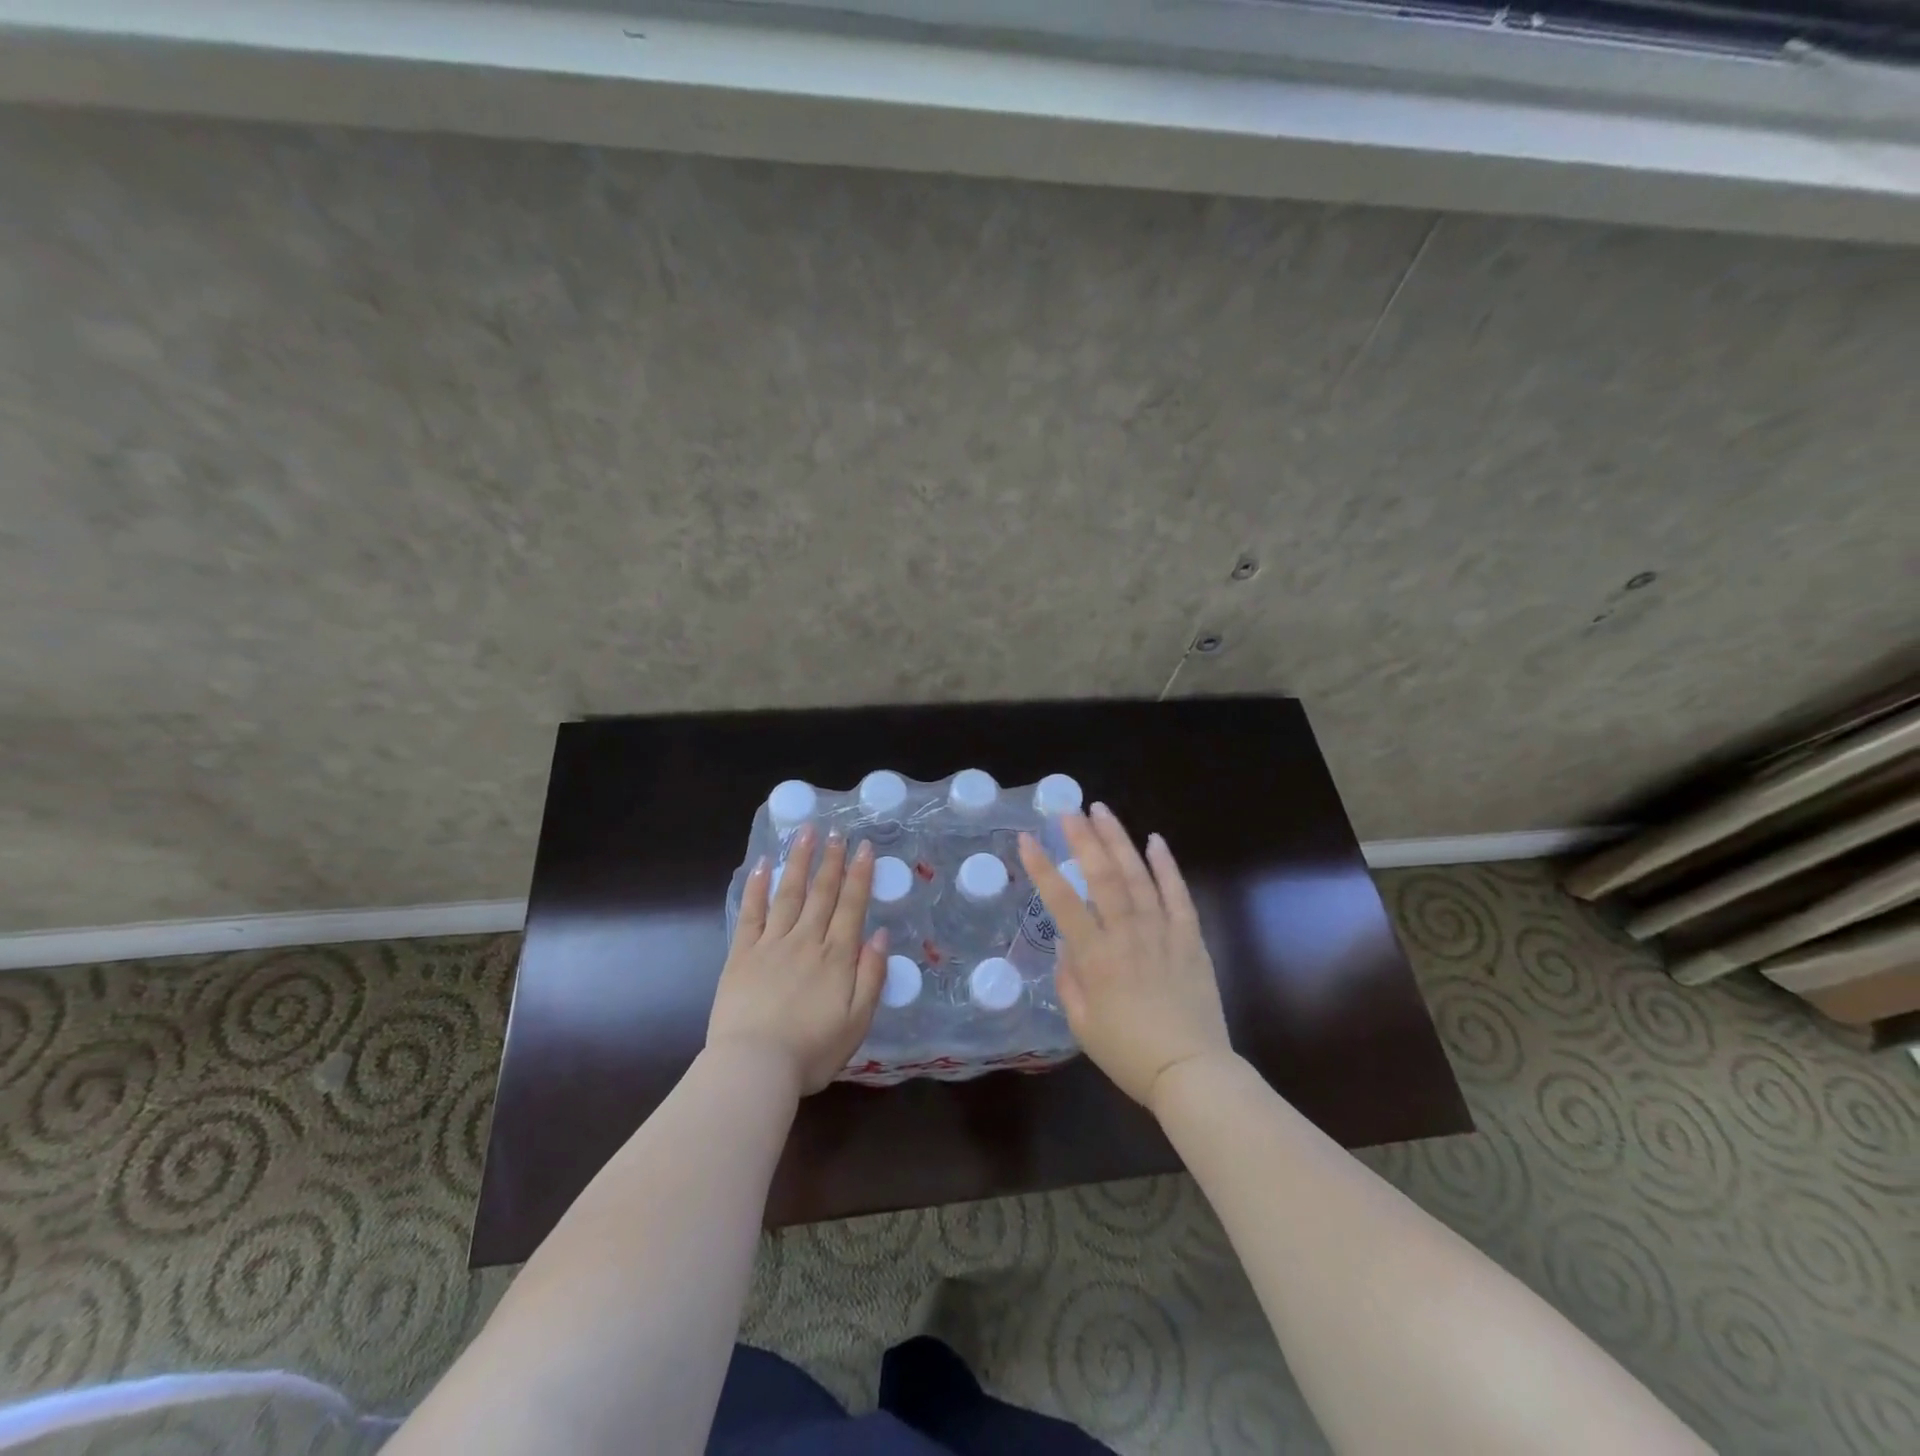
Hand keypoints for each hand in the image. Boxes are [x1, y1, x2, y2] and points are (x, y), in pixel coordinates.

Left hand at [708, 826, 887, 1095]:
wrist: (754, 1067)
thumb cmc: (811, 1051)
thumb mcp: (857, 1022)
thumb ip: (871, 976)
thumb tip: (881, 936)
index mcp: (836, 957)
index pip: (851, 906)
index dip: (859, 875)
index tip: (863, 847)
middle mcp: (806, 941)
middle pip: (821, 893)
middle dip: (831, 860)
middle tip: (837, 831)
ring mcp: (771, 944)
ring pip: (789, 894)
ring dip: (799, 862)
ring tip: (806, 833)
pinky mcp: (741, 954)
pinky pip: (751, 913)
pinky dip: (757, 887)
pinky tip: (763, 866)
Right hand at [1018, 803, 1232, 1112]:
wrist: (1191, 1072)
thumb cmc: (1129, 1054)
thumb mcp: (1082, 1025)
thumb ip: (1069, 979)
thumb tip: (1066, 943)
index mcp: (1096, 958)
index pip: (1062, 902)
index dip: (1042, 868)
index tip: (1028, 840)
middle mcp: (1127, 936)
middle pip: (1103, 877)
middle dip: (1083, 839)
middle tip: (1068, 811)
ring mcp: (1162, 933)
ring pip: (1138, 876)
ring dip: (1119, 841)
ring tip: (1102, 812)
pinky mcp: (1191, 938)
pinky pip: (1179, 895)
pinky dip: (1167, 866)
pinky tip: (1156, 841)